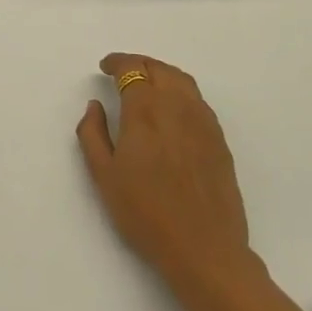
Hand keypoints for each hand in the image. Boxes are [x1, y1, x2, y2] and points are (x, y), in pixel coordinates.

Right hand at [76, 53, 254, 294]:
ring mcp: (203, 122)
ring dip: (161, 73)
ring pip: (182, 81)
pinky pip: (197, 101)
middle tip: (122, 72)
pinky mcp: (219, 139)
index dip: (117, 63)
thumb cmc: (145, 213)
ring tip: (147, 84)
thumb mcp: (104, 176)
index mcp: (146, 110)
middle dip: (139, 64)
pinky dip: (180, 92)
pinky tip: (172, 110)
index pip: (132, 69)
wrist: (204, 248)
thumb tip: (94, 106)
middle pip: (159, 69)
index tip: (105, 67)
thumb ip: (92, 134)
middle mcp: (177, 106)